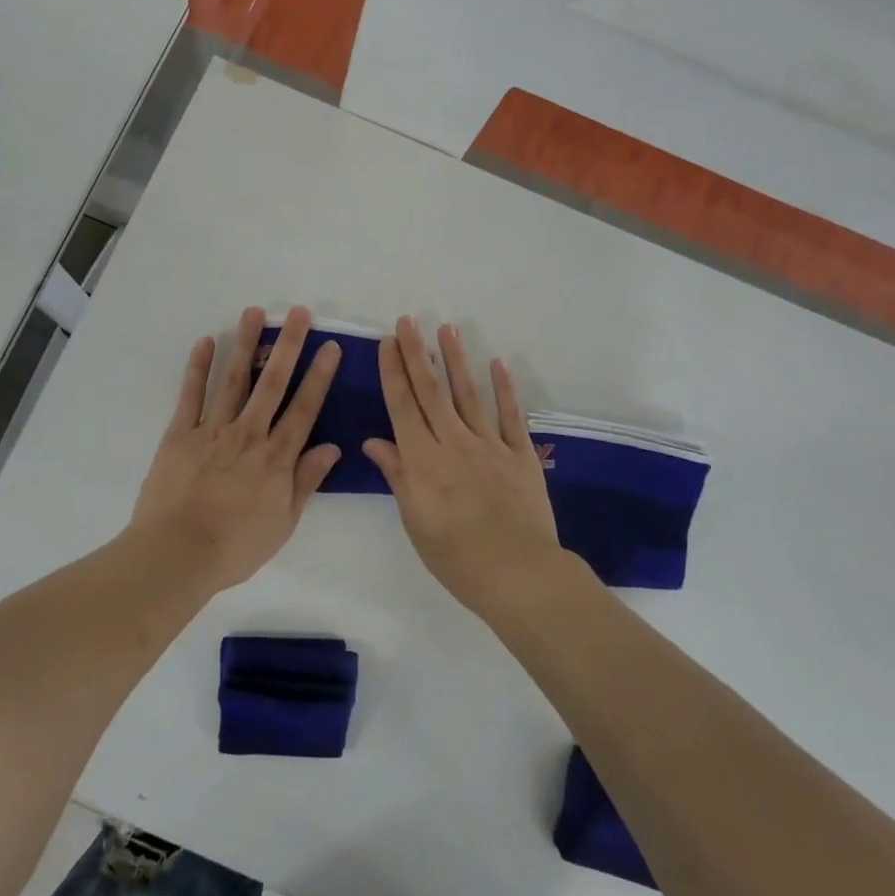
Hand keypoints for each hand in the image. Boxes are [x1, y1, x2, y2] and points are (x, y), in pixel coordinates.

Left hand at [127, 306, 341, 591]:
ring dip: (246, 344)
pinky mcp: (181, 433)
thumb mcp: (283, 523)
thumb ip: (306, 481)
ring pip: (234, 379)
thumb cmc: (235, 546)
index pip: (304, 409)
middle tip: (299, 312)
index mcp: (276, 457)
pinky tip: (206, 341)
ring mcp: (213, 430)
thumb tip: (332, 447)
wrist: (177, 554)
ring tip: (255, 311)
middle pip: (273, 383)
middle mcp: (249, 434)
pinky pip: (191, 395)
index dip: (319, 376)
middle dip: (288, 345)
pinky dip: (198, 367)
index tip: (330, 347)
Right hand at [363, 316, 562, 613]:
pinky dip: (504, 388)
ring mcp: (490, 446)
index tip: (388, 341)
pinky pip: (510, 416)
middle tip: (409, 320)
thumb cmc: (455, 556)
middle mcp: (453, 443)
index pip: (403, 406)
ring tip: (446, 329)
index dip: (393, 371)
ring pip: (468, 394)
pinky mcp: (520, 455)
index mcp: (423, 461)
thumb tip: (374, 441)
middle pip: (431, 391)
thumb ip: (397, 475)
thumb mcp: (415, 521)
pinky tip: (497, 363)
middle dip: (418, 353)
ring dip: (456, 360)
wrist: (518, 575)